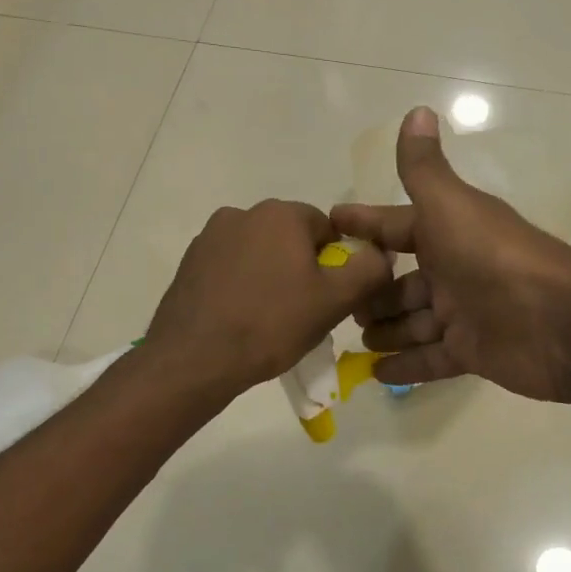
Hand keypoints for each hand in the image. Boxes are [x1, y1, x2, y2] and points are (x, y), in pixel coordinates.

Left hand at [146, 199, 392, 400]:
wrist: (194, 358)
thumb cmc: (271, 325)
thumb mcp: (334, 301)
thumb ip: (368, 270)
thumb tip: (381, 253)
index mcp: (281, 214)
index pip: (327, 228)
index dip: (335, 264)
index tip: (329, 298)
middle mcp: (242, 213)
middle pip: (290, 239)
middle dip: (302, 269)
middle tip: (303, 312)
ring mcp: (210, 237)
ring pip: (259, 254)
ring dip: (270, 277)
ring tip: (268, 320)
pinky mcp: (189, 263)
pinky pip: (230, 269)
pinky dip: (241, 287)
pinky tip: (240, 319)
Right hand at [331, 108, 570, 402]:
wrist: (556, 322)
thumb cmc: (494, 258)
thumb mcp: (450, 206)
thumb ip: (424, 169)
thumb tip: (417, 109)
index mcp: (448, 232)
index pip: (397, 227)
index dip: (365, 225)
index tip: (329, 227)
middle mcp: (455, 271)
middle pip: (403, 283)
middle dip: (372, 292)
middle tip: (340, 305)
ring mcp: (464, 314)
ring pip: (414, 323)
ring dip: (386, 330)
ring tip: (356, 340)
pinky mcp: (472, 353)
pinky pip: (430, 359)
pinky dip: (405, 366)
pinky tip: (374, 373)